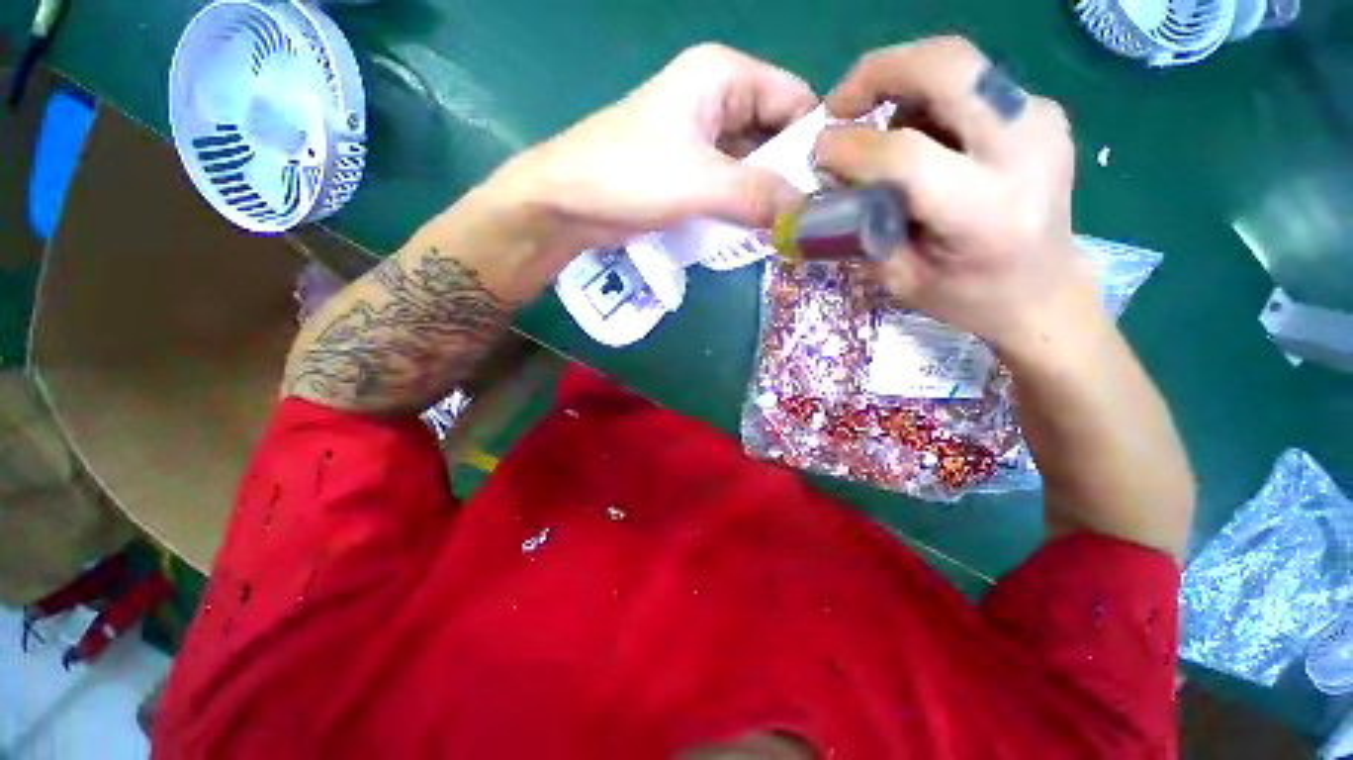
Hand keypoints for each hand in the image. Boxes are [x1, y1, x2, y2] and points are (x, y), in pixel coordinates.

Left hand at [487, 44, 817, 266]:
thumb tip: (807, 212)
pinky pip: (730, 183)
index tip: (831, 189)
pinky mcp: (688, 171)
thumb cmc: (628, 176)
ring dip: (765, 196)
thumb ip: (758, 195)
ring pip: (752, 163)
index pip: (793, 100)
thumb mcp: (701, 183)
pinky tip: (753, 231)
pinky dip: (742, 206)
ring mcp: (701, 138)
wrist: (567, 203)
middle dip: (789, 176)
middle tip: (809, 219)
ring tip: (785, 230)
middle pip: (773, 134)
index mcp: (723, 76)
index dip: (814, 141)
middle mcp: (716, 99)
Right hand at [814, 37, 1097, 358]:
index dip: (852, 147)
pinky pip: (972, 85)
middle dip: (881, 71)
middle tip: (841, 105)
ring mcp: (1040, 121)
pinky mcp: (1042, 111)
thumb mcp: (900, 279)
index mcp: (983, 212)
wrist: (1044, 291)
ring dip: (904, 91)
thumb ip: (864, 226)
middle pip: (949, 67)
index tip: (819, 151)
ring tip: (884, 137)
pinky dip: (931, 103)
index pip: (907, 156)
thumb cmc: (966, 297)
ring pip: (957, 67)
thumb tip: (835, 176)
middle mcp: (1022, 152)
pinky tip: (923, 141)